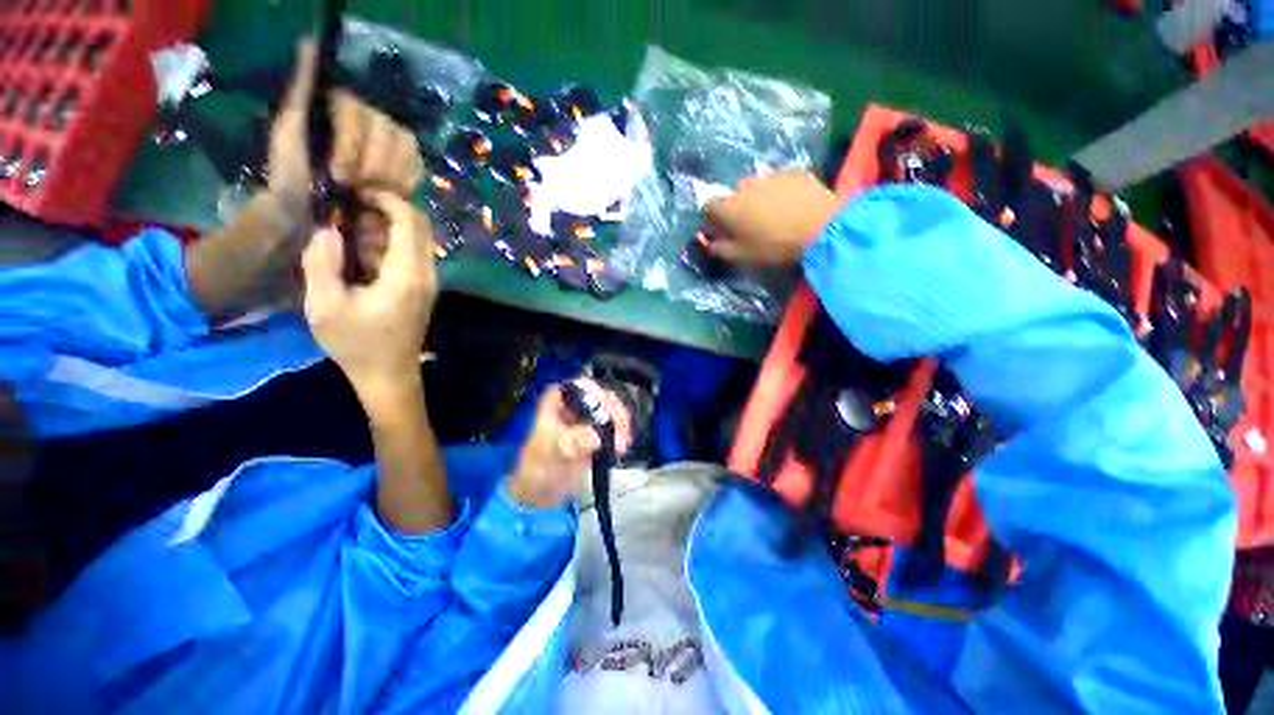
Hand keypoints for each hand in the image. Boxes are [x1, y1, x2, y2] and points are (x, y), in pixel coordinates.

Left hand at [267, 42, 425, 222]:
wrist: (308, 218)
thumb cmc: (293, 177)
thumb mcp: (289, 132)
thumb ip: (300, 92)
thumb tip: (309, 43)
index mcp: (339, 105)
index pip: (356, 110)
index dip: (351, 145)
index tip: (340, 177)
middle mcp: (367, 117)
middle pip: (387, 129)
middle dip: (374, 163)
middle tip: (358, 190)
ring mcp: (387, 142)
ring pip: (405, 146)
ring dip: (392, 173)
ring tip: (373, 194)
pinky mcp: (403, 165)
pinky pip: (417, 164)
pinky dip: (409, 178)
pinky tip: (396, 192)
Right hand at [301, 191, 437, 399]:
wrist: (389, 374)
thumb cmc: (356, 344)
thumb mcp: (324, 305)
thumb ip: (322, 262)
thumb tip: (329, 229)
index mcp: (408, 274)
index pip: (409, 221)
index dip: (386, 199)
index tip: (356, 192)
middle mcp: (427, 273)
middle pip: (418, 226)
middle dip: (385, 211)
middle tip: (348, 217)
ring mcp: (429, 282)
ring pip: (416, 240)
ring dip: (385, 231)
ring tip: (350, 241)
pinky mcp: (423, 289)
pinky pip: (412, 256)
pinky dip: (389, 247)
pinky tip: (362, 260)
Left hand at [508, 380, 632, 508]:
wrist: (542, 494)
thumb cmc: (537, 467)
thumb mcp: (549, 452)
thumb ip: (570, 441)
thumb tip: (595, 437)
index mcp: (556, 401)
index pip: (578, 385)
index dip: (594, 392)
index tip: (606, 407)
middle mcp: (574, 405)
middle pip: (600, 397)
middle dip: (613, 411)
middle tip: (620, 429)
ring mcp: (588, 420)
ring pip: (611, 411)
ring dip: (621, 424)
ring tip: (622, 444)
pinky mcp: (598, 435)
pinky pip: (615, 427)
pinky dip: (622, 434)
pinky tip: (622, 447)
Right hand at [704, 171, 843, 266]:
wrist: (821, 227)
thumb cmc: (775, 245)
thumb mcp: (743, 256)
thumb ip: (721, 250)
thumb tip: (711, 244)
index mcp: (730, 207)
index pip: (710, 206)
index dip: (714, 218)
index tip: (722, 230)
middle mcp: (745, 186)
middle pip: (734, 195)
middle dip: (737, 207)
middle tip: (750, 224)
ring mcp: (771, 175)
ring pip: (757, 187)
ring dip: (759, 198)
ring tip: (774, 215)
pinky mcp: (794, 172)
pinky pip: (779, 182)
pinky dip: (780, 192)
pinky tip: (792, 206)